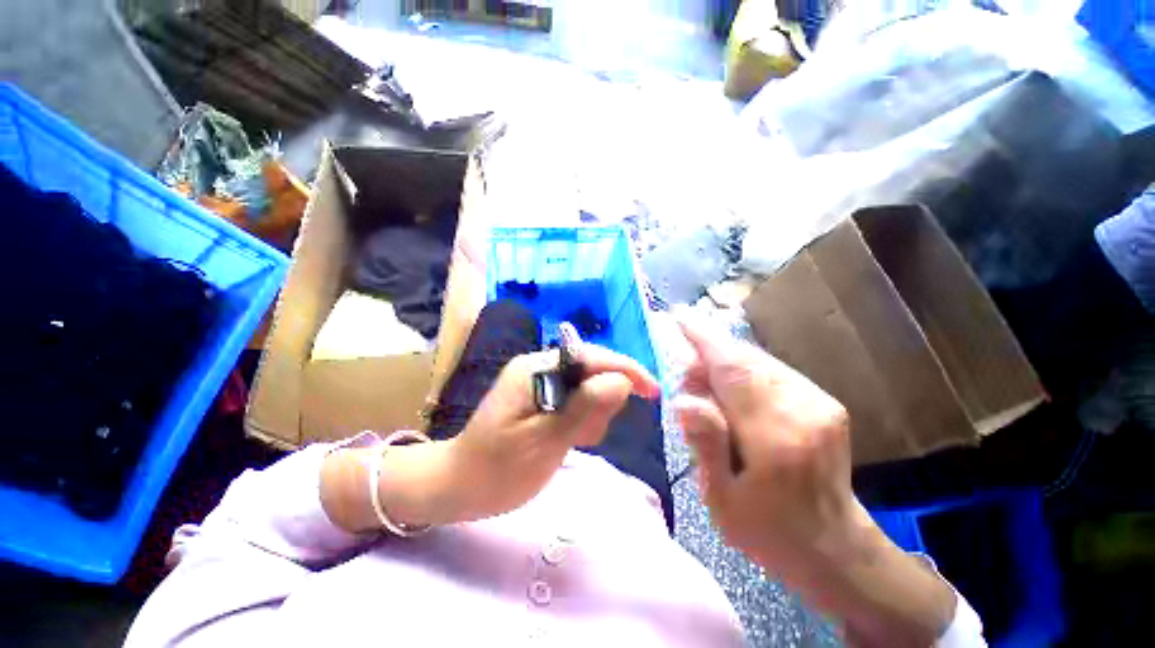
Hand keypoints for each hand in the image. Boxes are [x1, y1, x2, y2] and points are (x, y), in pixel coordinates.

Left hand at [444, 344, 659, 521]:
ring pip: (588, 387)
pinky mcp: (542, 397)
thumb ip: (583, 407)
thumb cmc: (497, 470)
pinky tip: (569, 439)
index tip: (653, 391)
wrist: (459, 486)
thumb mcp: (544, 441)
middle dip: (601, 402)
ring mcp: (540, 381)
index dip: (625, 370)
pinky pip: (577, 400)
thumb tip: (621, 380)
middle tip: (586, 436)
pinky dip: (582, 420)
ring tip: (574, 442)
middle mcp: (539, 366)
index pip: (591, 356)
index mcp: (536, 368)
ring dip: (592, 415)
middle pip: (592, 370)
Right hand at [674, 315, 956, 646]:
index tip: (679, 317)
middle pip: (745, 359)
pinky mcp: (824, 401)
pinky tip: (731, 394)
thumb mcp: (722, 500)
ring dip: (724, 364)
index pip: (733, 369)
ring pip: (758, 361)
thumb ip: (705, 445)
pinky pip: (771, 371)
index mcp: (776, 437)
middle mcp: (804, 408)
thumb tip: (684, 399)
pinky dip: (743, 372)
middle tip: (685, 376)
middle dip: (708, 355)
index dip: (703, 339)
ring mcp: (820, 402)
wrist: (836, 549)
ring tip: (705, 390)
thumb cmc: (769, 531)